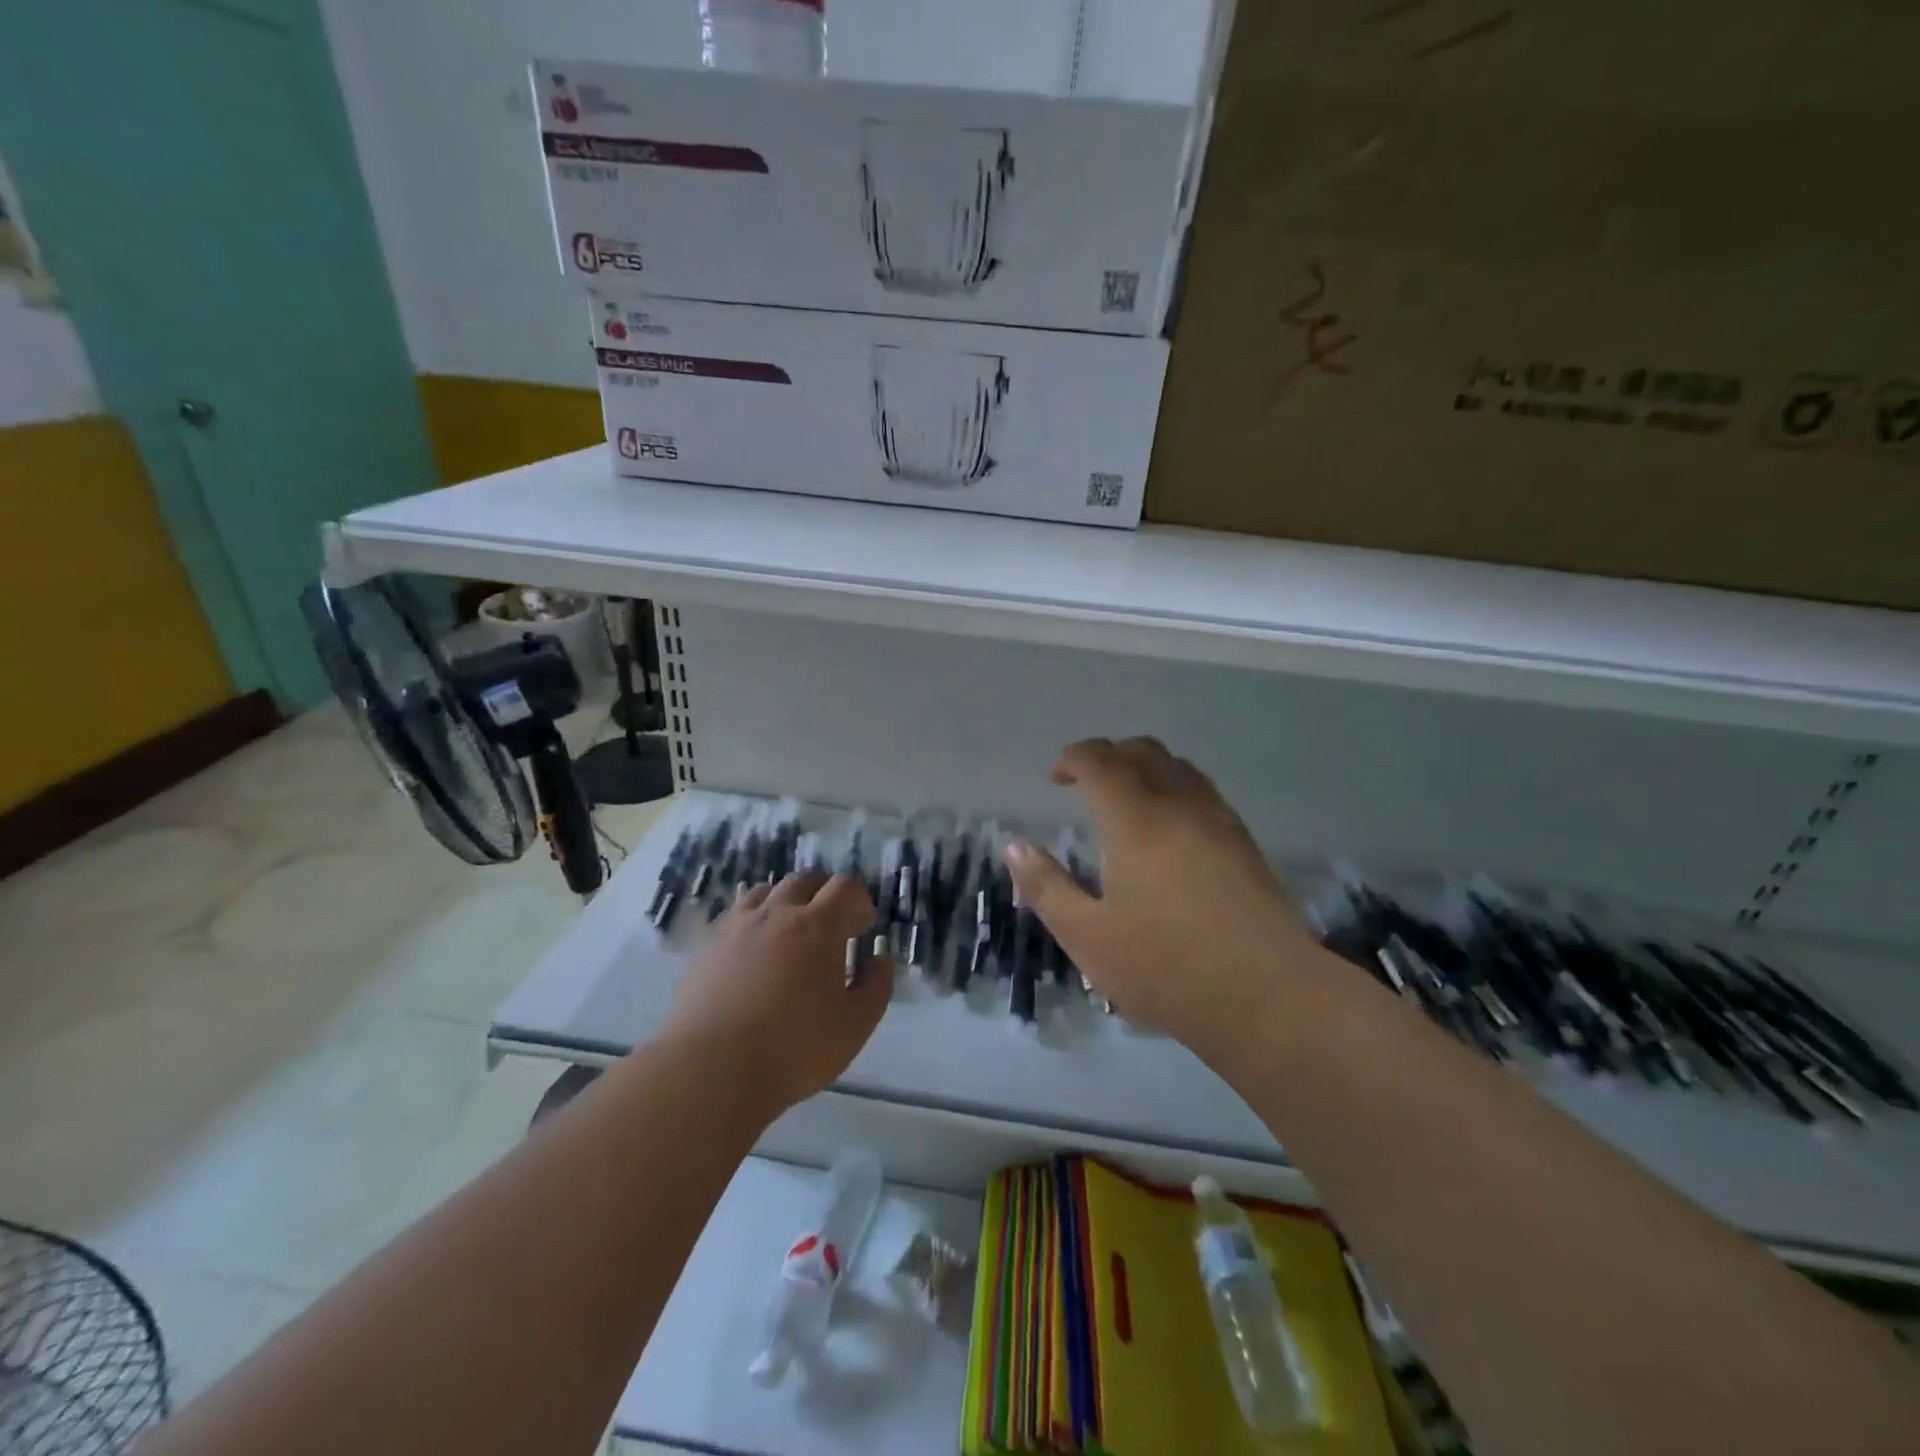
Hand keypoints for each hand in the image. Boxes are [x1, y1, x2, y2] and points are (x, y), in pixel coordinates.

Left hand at [662, 873, 891, 1115]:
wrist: (712, 1070)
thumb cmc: (794, 1048)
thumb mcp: (855, 1025)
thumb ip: (876, 986)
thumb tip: (879, 960)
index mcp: (818, 926)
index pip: (845, 887)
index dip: (859, 902)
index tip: (863, 928)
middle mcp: (777, 913)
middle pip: (805, 880)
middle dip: (824, 895)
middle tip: (830, 926)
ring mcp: (737, 925)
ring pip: (766, 891)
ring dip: (786, 902)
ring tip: (789, 933)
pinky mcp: (707, 944)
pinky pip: (735, 914)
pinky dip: (753, 920)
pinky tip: (753, 951)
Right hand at [1002, 737, 1317, 1069]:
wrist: (1270, 997)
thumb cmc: (1167, 969)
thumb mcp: (1087, 937)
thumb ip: (1046, 887)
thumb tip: (1015, 846)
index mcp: (1135, 820)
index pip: (1100, 761)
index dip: (1073, 758)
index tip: (1055, 777)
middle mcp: (1179, 805)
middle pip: (1143, 751)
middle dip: (1108, 755)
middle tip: (1085, 784)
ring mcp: (1219, 821)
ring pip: (1179, 766)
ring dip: (1145, 768)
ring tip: (1126, 801)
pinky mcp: (1246, 843)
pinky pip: (1204, 791)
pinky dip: (1175, 788)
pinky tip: (1170, 830)